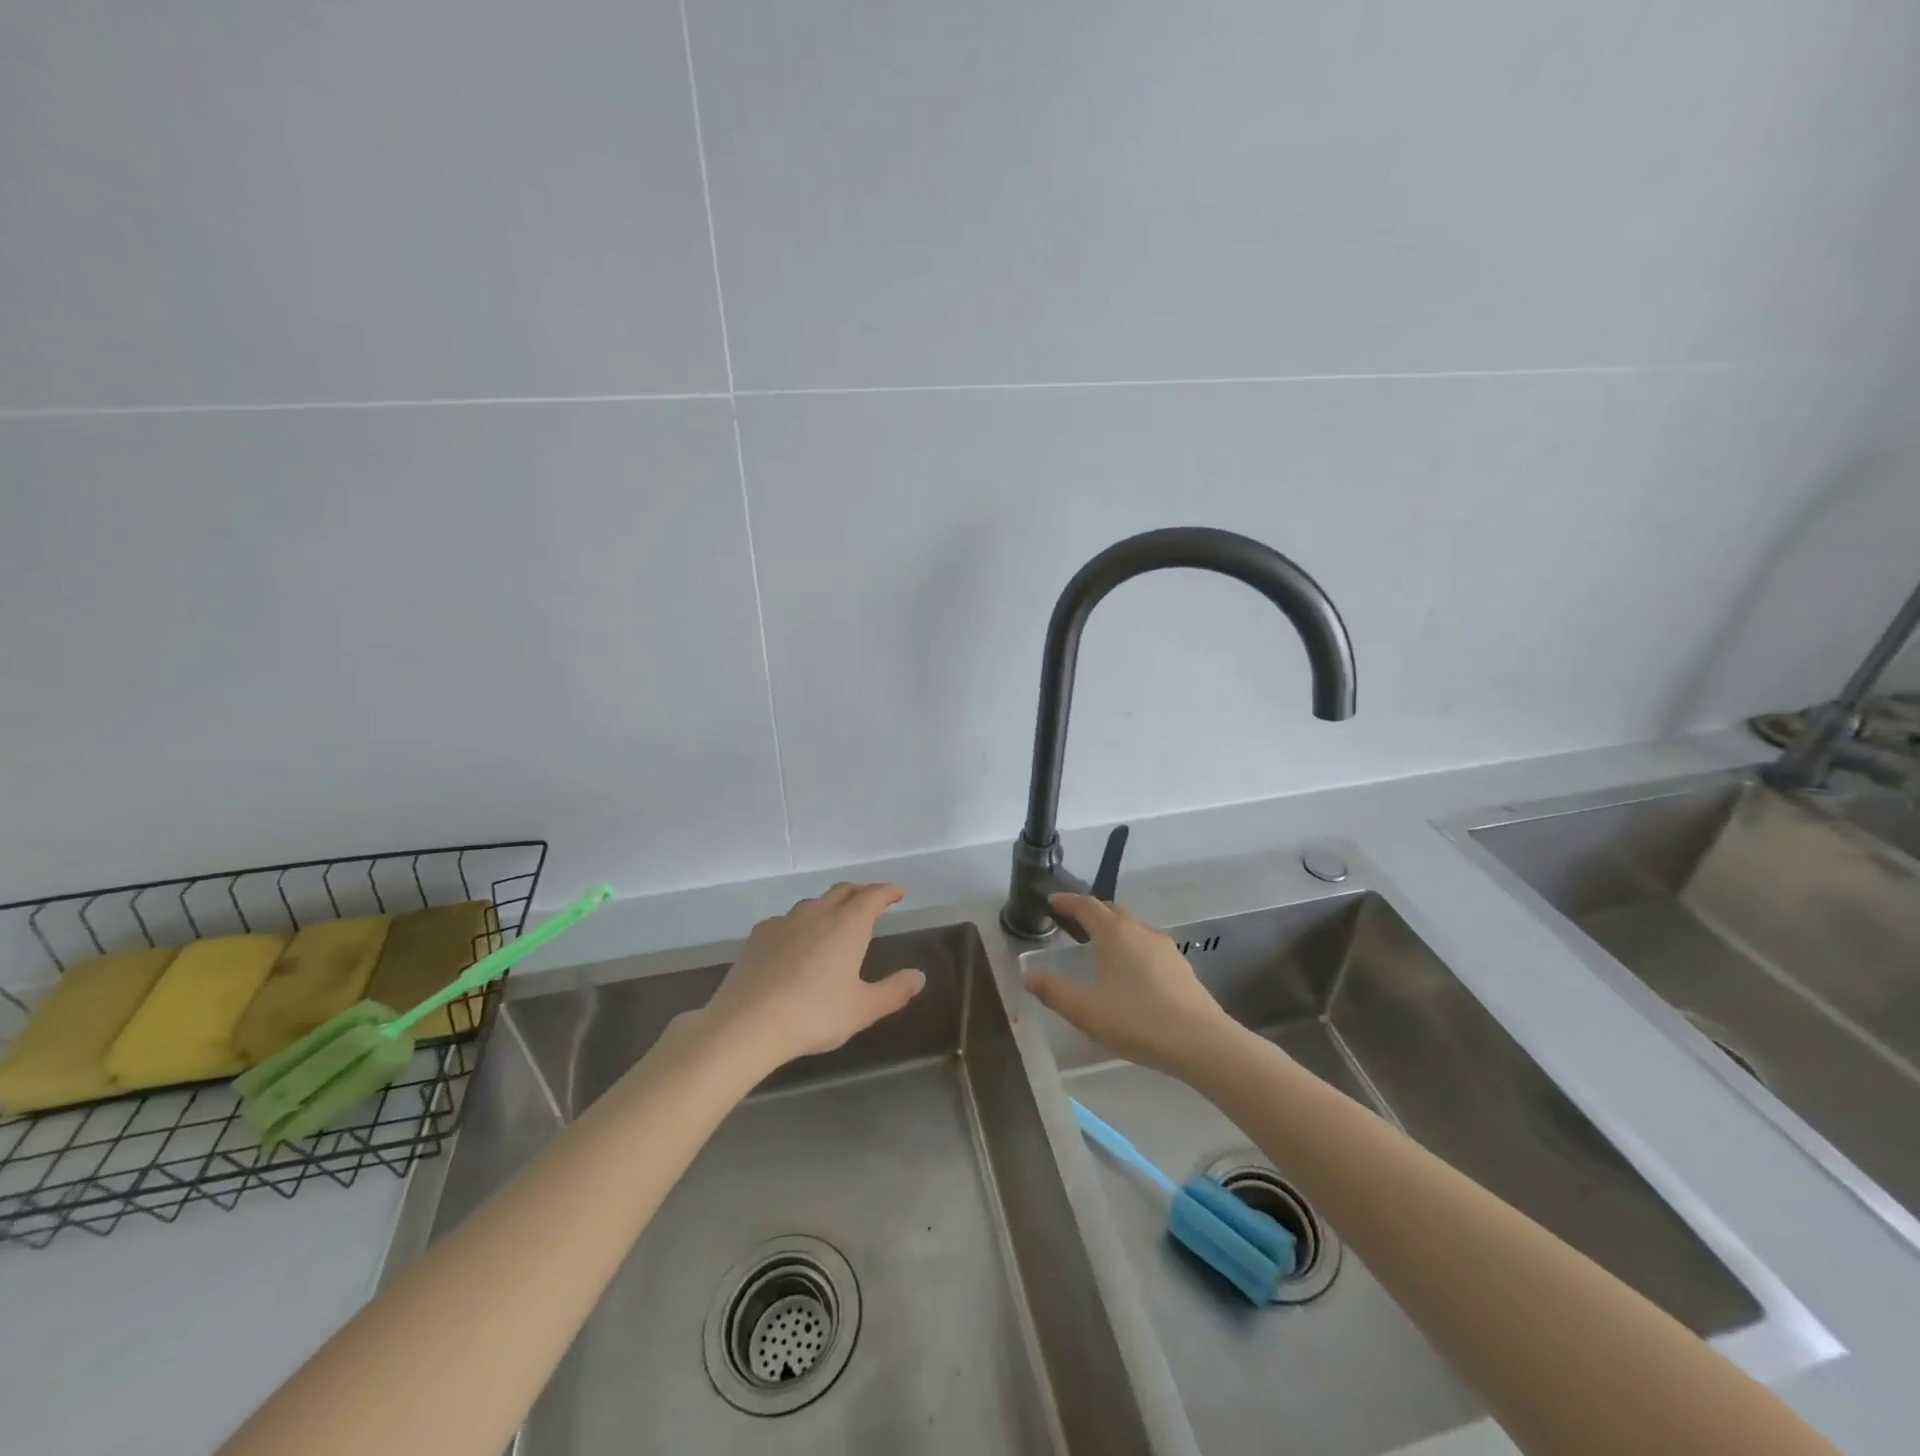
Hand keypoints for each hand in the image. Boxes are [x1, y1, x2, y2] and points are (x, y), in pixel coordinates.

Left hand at [703, 882, 923, 1071]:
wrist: (747, 1024)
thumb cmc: (814, 1014)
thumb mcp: (863, 1009)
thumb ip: (894, 991)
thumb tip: (918, 976)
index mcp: (848, 925)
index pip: (872, 896)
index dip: (887, 891)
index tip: (896, 893)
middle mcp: (817, 913)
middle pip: (842, 891)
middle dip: (860, 892)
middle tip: (871, 901)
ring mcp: (784, 922)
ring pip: (813, 903)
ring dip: (829, 906)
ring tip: (834, 921)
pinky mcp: (758, 936)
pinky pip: (786, 920)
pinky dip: (799, 924)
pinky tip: (795, 943)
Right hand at [1023, 893, 1237, 1077]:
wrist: (1201, 1042)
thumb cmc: (1136, 1020)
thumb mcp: (1085, 1010)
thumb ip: (1054, 991)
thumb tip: (1029, 976)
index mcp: (1114, 933)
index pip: (1086, 905)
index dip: (1067, 902)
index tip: (1052, 902)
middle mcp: (1140, 930)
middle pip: (1111, 911)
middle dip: (1091, 912)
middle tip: (1073, 923)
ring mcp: (1164, 947)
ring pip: (1132, 927)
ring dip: (1113, 929)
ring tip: (1099, 947)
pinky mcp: (1181, 966)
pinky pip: (1148, 945)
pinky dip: (1131, 947)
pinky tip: (1130, 972)